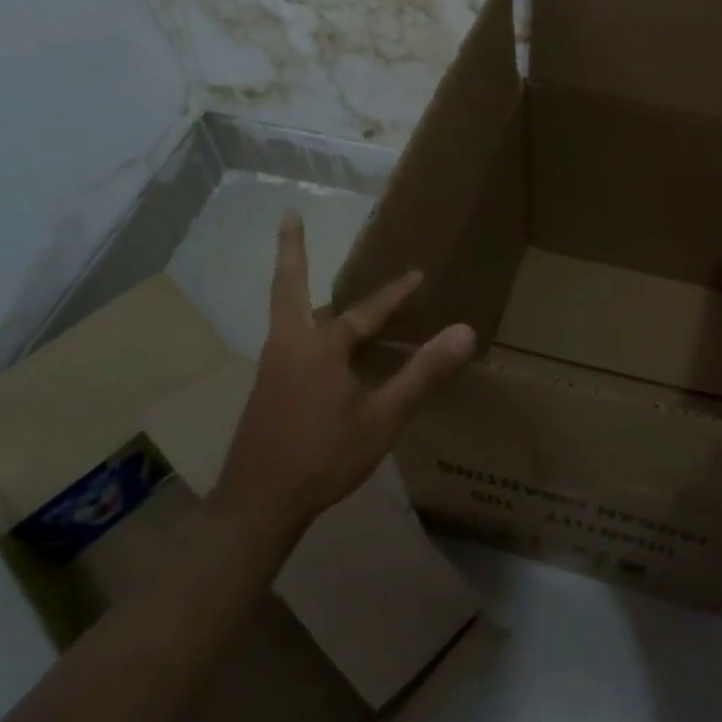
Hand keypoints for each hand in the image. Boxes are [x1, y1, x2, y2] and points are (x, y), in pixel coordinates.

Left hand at [213, 212, 475, 534]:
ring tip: (305, 271)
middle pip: (289, 287)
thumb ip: (422, 372)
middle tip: (287, 217)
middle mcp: (290, 346)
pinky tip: (315, 341)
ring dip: (293, 285)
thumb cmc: (324, 457)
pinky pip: (286, 338)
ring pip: (284, 313)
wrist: (258, 504)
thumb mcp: (383, 417)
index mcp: (320, 348)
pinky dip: (299, 320)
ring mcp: (271, 367)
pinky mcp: (266, 389)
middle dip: (291, 251)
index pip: (366, 311)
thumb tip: (464, 331)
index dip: (395, 294)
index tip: (418, 274)